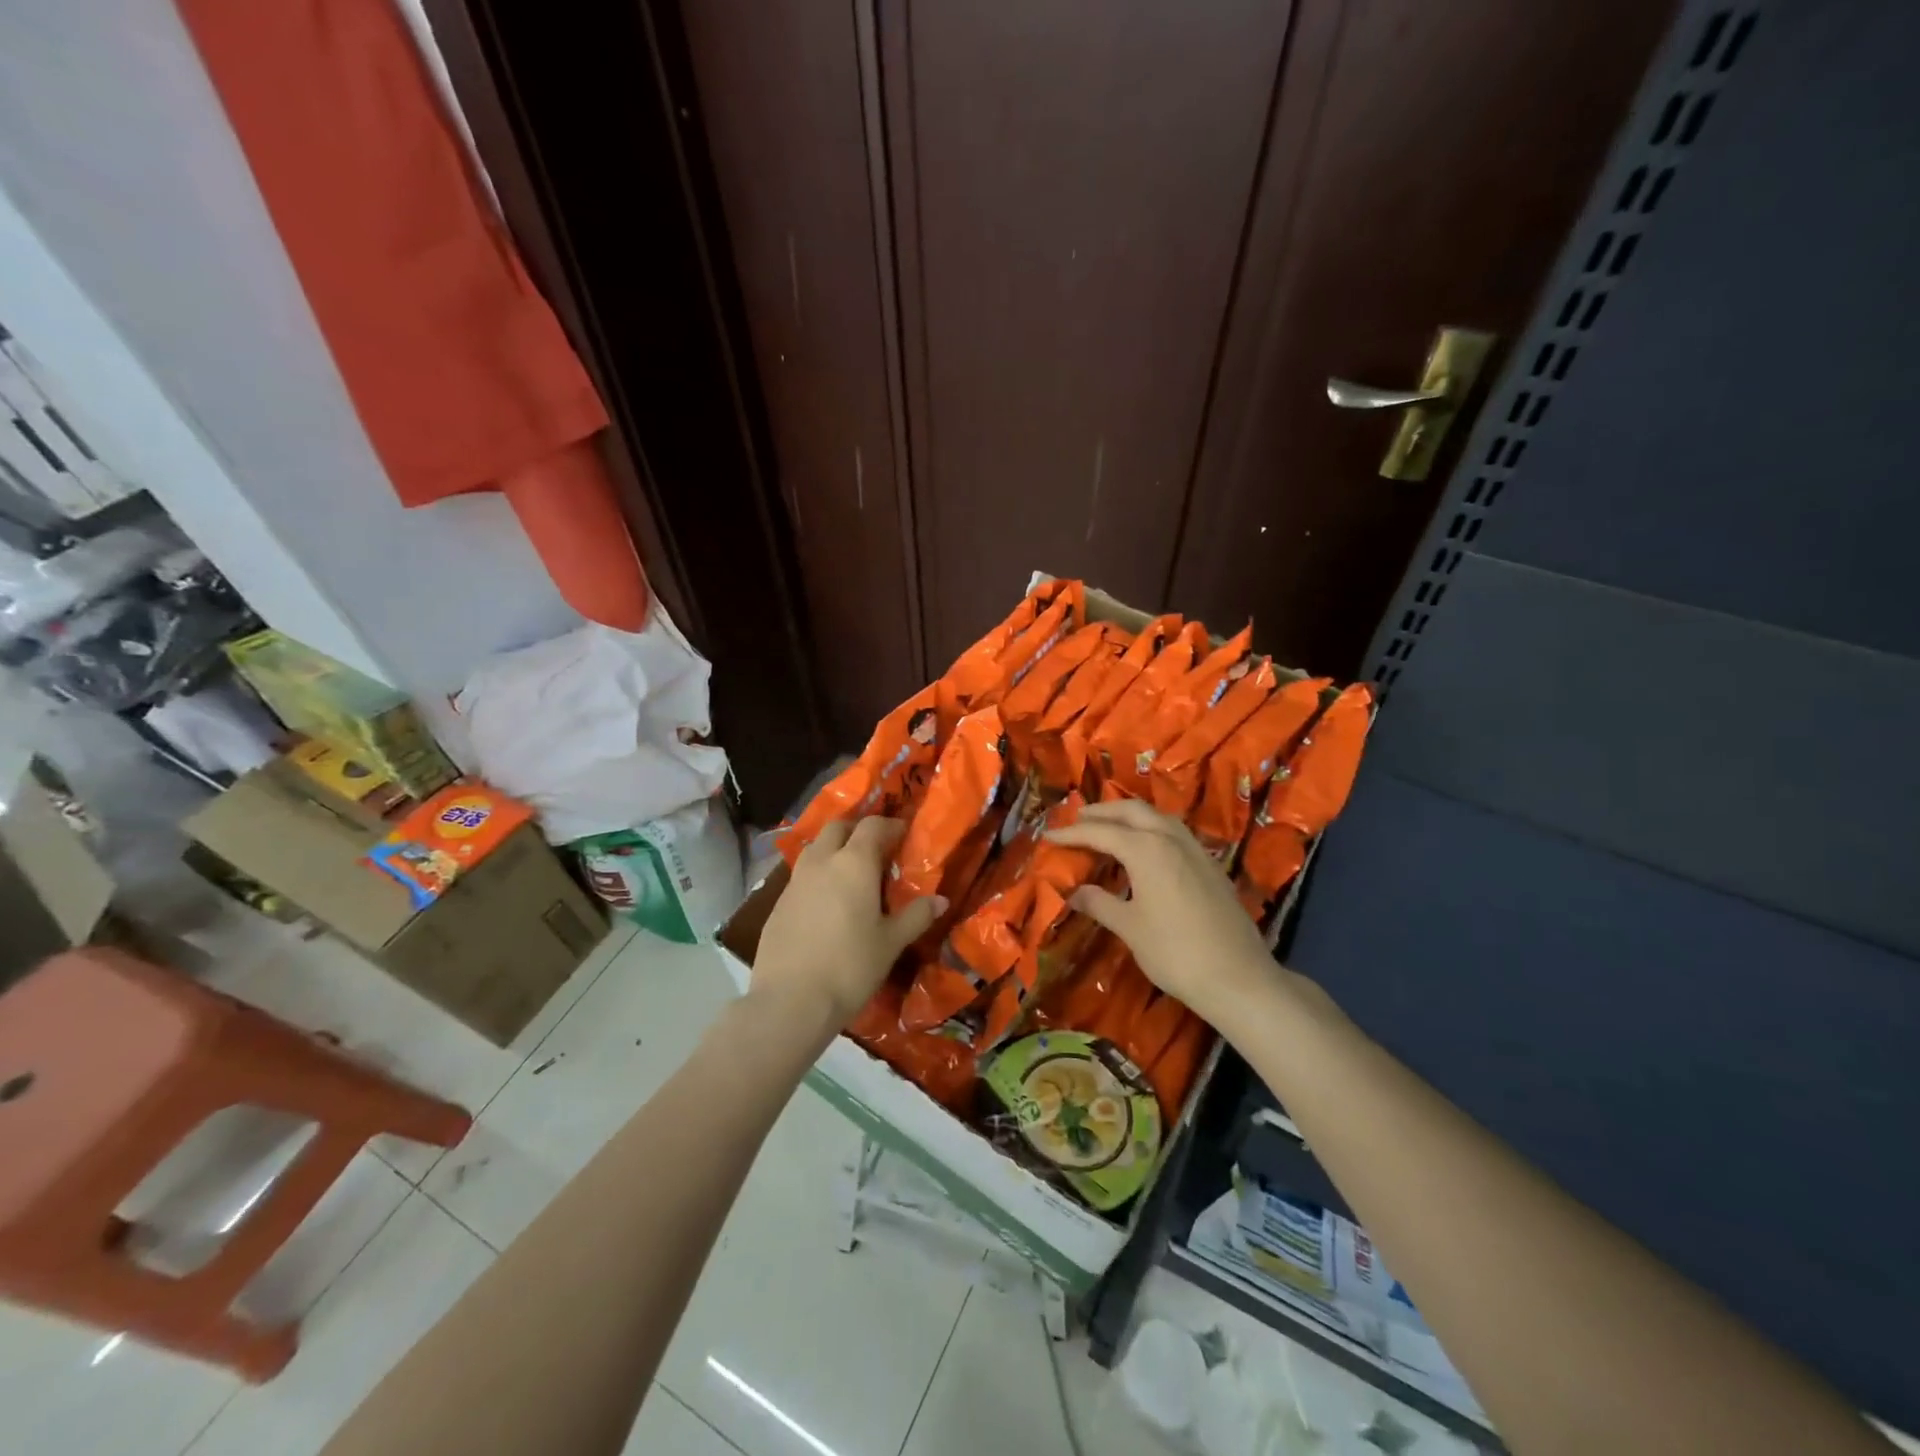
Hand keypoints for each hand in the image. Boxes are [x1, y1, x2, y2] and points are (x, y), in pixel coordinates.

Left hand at [752, 817, 945, 1030]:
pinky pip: (801, 876)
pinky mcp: (777, 904)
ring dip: (833, 850)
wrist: (790, 1000)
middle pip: (837, 828)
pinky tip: (827, 904)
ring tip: (850, 874)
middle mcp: (821, 861)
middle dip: (857, 830)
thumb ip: (916, 916)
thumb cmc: (850, 966)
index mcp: (853, 863)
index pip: (872, 826)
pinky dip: (818, 877)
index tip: (903, 834)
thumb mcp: (891, 942)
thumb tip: (940, 900)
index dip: (890, 825)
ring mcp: (795, 881)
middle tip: (875, 849)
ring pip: (815, 849)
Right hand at [1046, 799, 1279, 1027]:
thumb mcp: (1130, 928)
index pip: (1100, 832)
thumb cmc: (1175, 952)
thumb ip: (1099, 903)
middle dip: (1102, 812)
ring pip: (1157, 817)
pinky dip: (1152, 828)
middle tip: (1077, 818)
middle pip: (1131, 811)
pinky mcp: (1210, 864)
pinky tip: (1146, 846)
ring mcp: (1195, 849)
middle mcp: (1171, 838)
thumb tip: (1074, 892)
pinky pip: (1174, 832)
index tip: (1049, 835)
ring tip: (1109, 826)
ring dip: (1129, 816)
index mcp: (1146, 849)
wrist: (1238, 977)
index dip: (1072, 833)